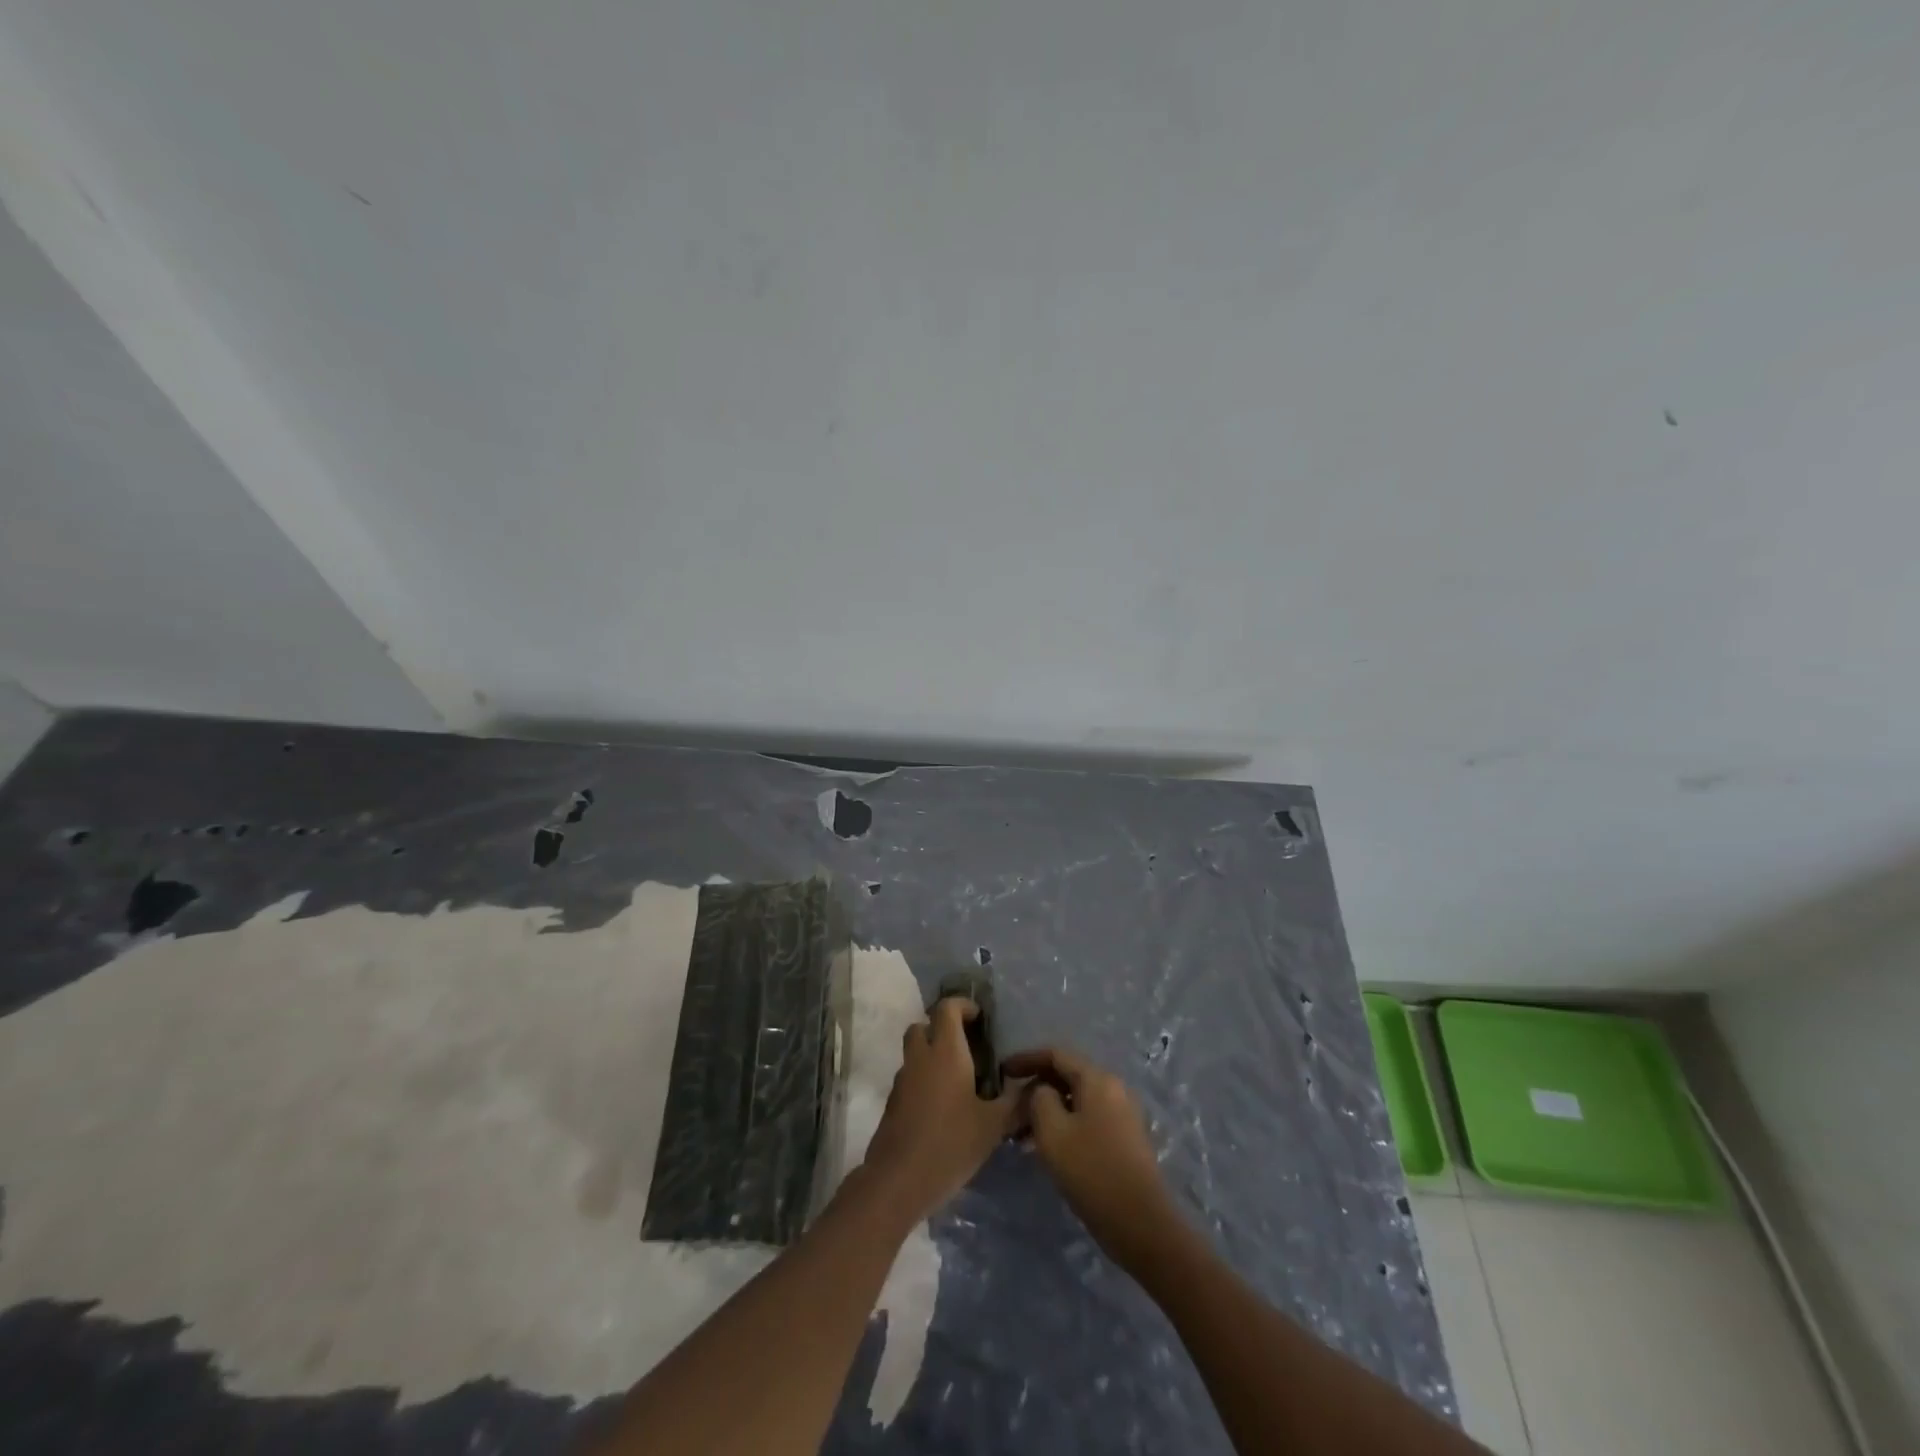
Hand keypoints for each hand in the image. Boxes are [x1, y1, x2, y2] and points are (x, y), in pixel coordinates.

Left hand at [858, 999, 1023, 1225]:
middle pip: (924, 1025)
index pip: (947, 1008)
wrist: (898, 1180)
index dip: (963, 1006)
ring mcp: (902, 1079)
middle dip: (943, 1028)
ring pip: (915, 1051)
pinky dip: (923, 1079)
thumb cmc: (950, 1144)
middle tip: (967, 1048)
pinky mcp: (893, 1102)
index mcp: (946, 1052)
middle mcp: (921, 1057)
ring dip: (932, 1054)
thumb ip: (1016, 1103)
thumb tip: (1036, 1088)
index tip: (980, 1020)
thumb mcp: (993, 1126)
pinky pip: (910, 1077)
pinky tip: (942, 1106)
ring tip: (958, 1079)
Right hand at [1001, 1047, 1180, 1273]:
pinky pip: (1088, 1119)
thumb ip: (1039, 1099)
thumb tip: (1042, 1091)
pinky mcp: (1125, 1139)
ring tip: (1022, 1134)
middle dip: (1036, 1088)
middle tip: (1010, 1109)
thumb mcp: (1052, 1132)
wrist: (1141, 1223)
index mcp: (1098, 1079)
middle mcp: (1114, 1088)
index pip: (1056, 1055)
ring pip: (1077, 1100)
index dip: (1026, 1059)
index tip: (1002, 1071)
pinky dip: (1065, 1124)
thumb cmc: (1092, 1171)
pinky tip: (1048, 1148)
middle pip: (1068, 1076)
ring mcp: (1123, 1114)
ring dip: (1049, 1110)